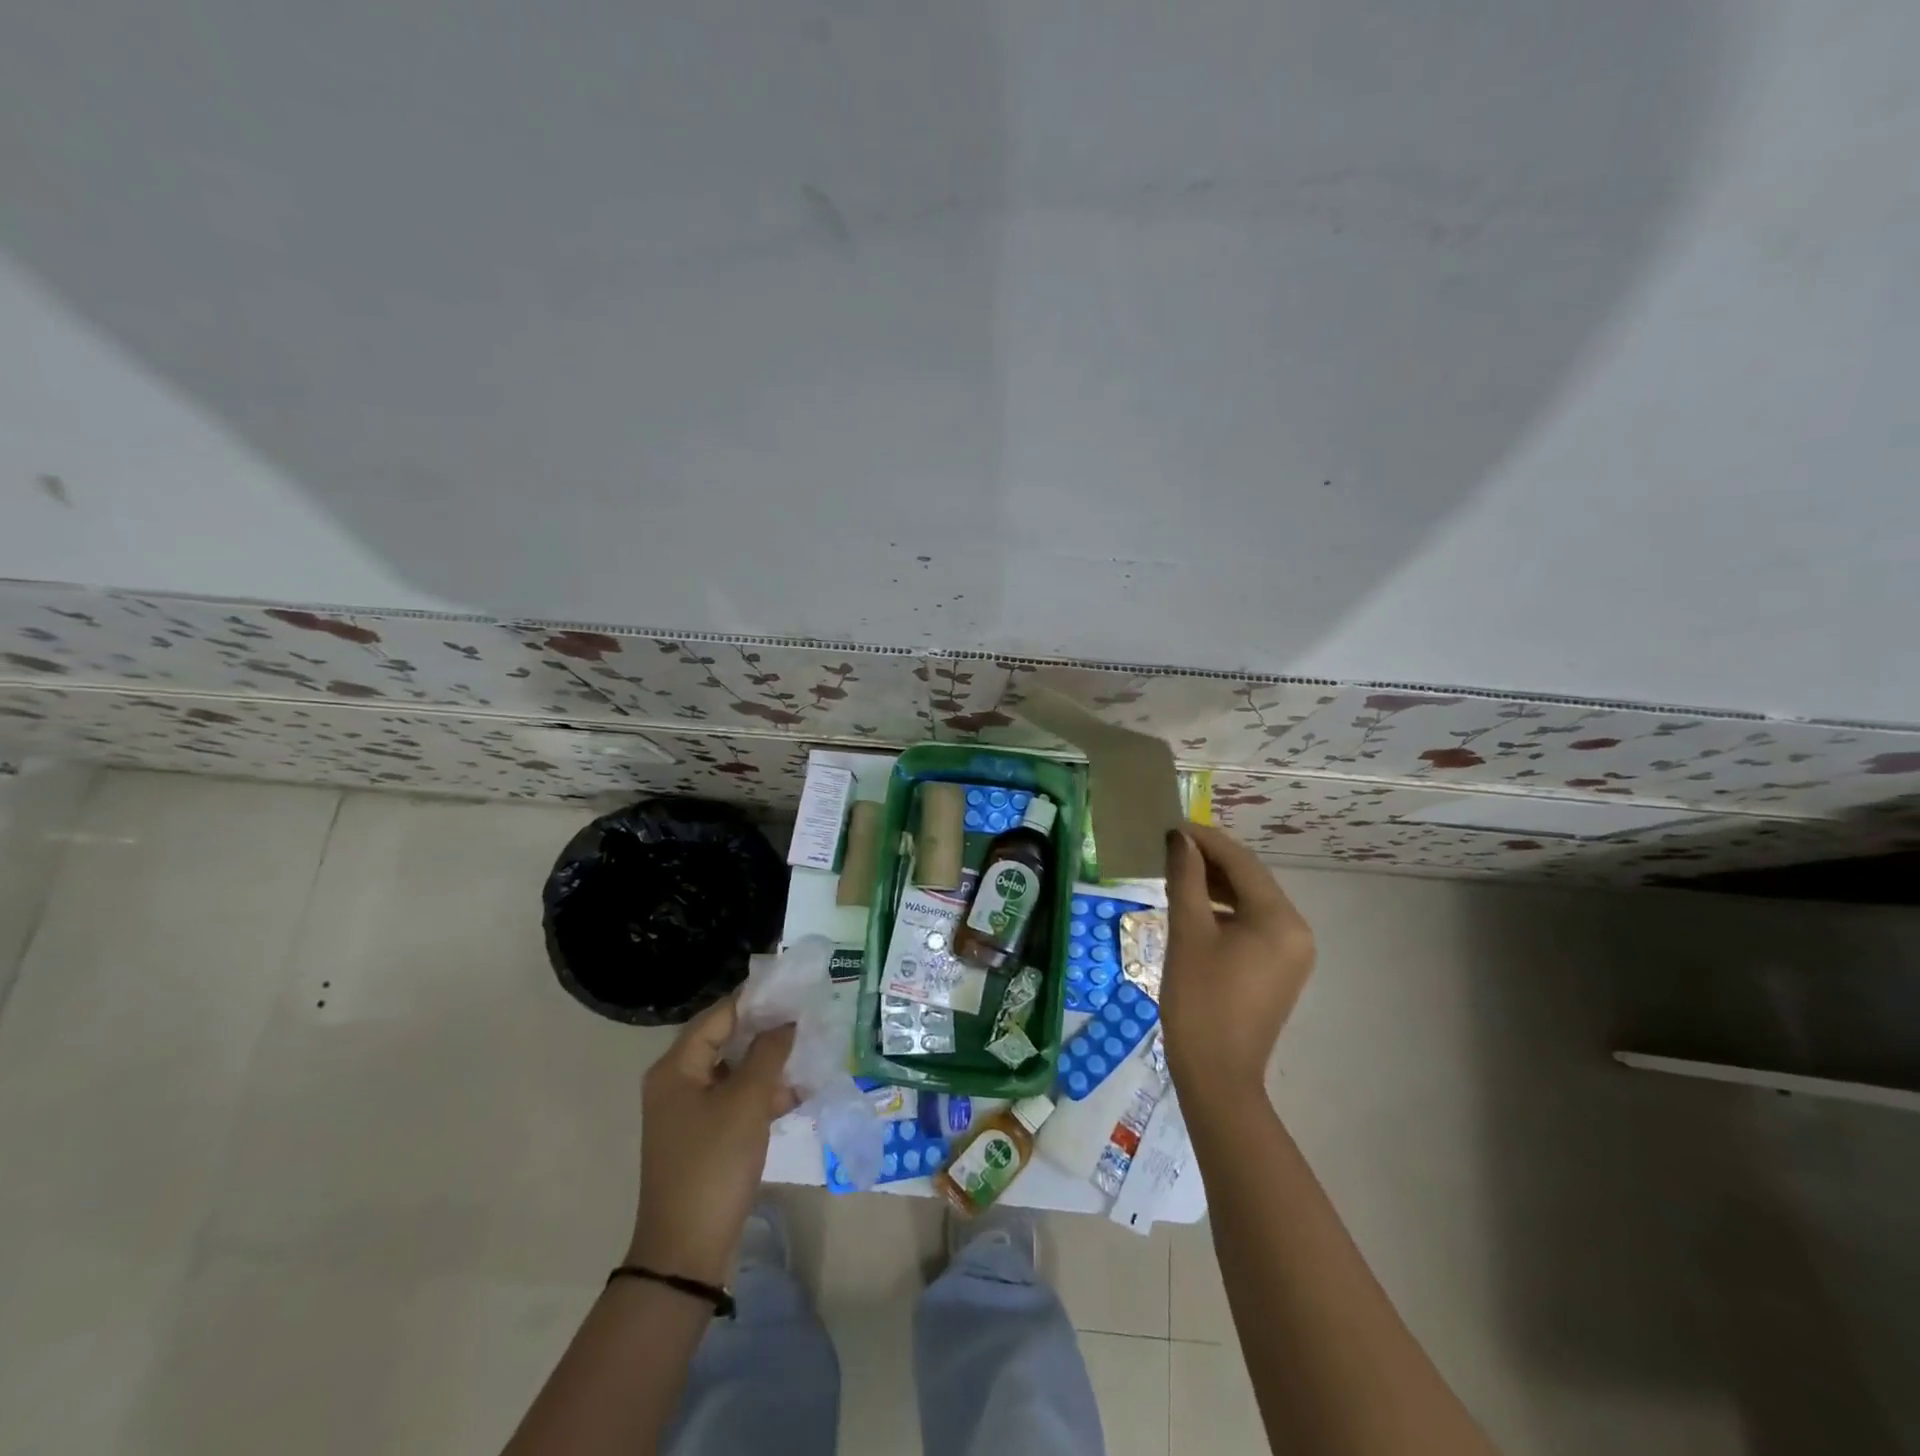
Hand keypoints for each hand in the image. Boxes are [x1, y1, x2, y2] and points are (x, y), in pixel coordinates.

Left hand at [628, 995, 796, 1285]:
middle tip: (806, 1016)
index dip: (756, 999)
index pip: (719, 1015)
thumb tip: (787, 1021)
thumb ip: (768, 1053)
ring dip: (769, 1063)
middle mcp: (678, 1082)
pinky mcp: (705, 1136)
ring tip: (809, 1052)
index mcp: (676, 1067)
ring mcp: (690, 1111)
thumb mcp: (747, 1102)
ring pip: (734, 1070)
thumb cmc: (713, 1163)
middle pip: (725, 1040)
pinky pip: (736, 1099)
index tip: (793, 988)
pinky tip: (797, 1093)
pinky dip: (763, 1093)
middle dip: (766, 1030)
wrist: (686, 1250)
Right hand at [1162, 824, 1315, 1109]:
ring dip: (1216, 884)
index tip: (1171, 826)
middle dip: (1210, 860)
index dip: (1205, 839)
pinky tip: (1194, 907)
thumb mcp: (1187, 932)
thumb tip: (1180, 839)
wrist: (1216, 1075)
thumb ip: (1186, 878)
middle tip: (1169, 846)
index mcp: (1280, 919)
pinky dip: (1224, 911)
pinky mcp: (1279, 969)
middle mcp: (1296, 930)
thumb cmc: (1199, 1000)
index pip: (1241, 862)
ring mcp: (1291, 952)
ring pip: (1251, 902)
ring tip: (1176, 872)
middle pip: (1250, 879)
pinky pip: (1252, 925)